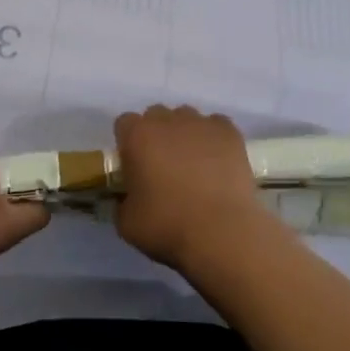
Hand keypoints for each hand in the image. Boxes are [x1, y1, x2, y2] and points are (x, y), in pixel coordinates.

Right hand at [114, 105, 277, 272]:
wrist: (221, 235)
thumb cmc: (168, 227)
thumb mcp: (127, 224)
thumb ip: (120, 203)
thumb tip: (125, 198)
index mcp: (137, 136)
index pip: (125, 123)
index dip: (128, 143)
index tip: (135, 165)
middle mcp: (167, 120)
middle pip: (156, 116)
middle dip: (156, 134)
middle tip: (163, 165)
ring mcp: (200, 123)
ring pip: (186, 117)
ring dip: (184, 134)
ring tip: (194, 164)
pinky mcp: (229, 132)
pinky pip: (216, 125)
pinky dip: (213, 138)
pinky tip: (217, 161)